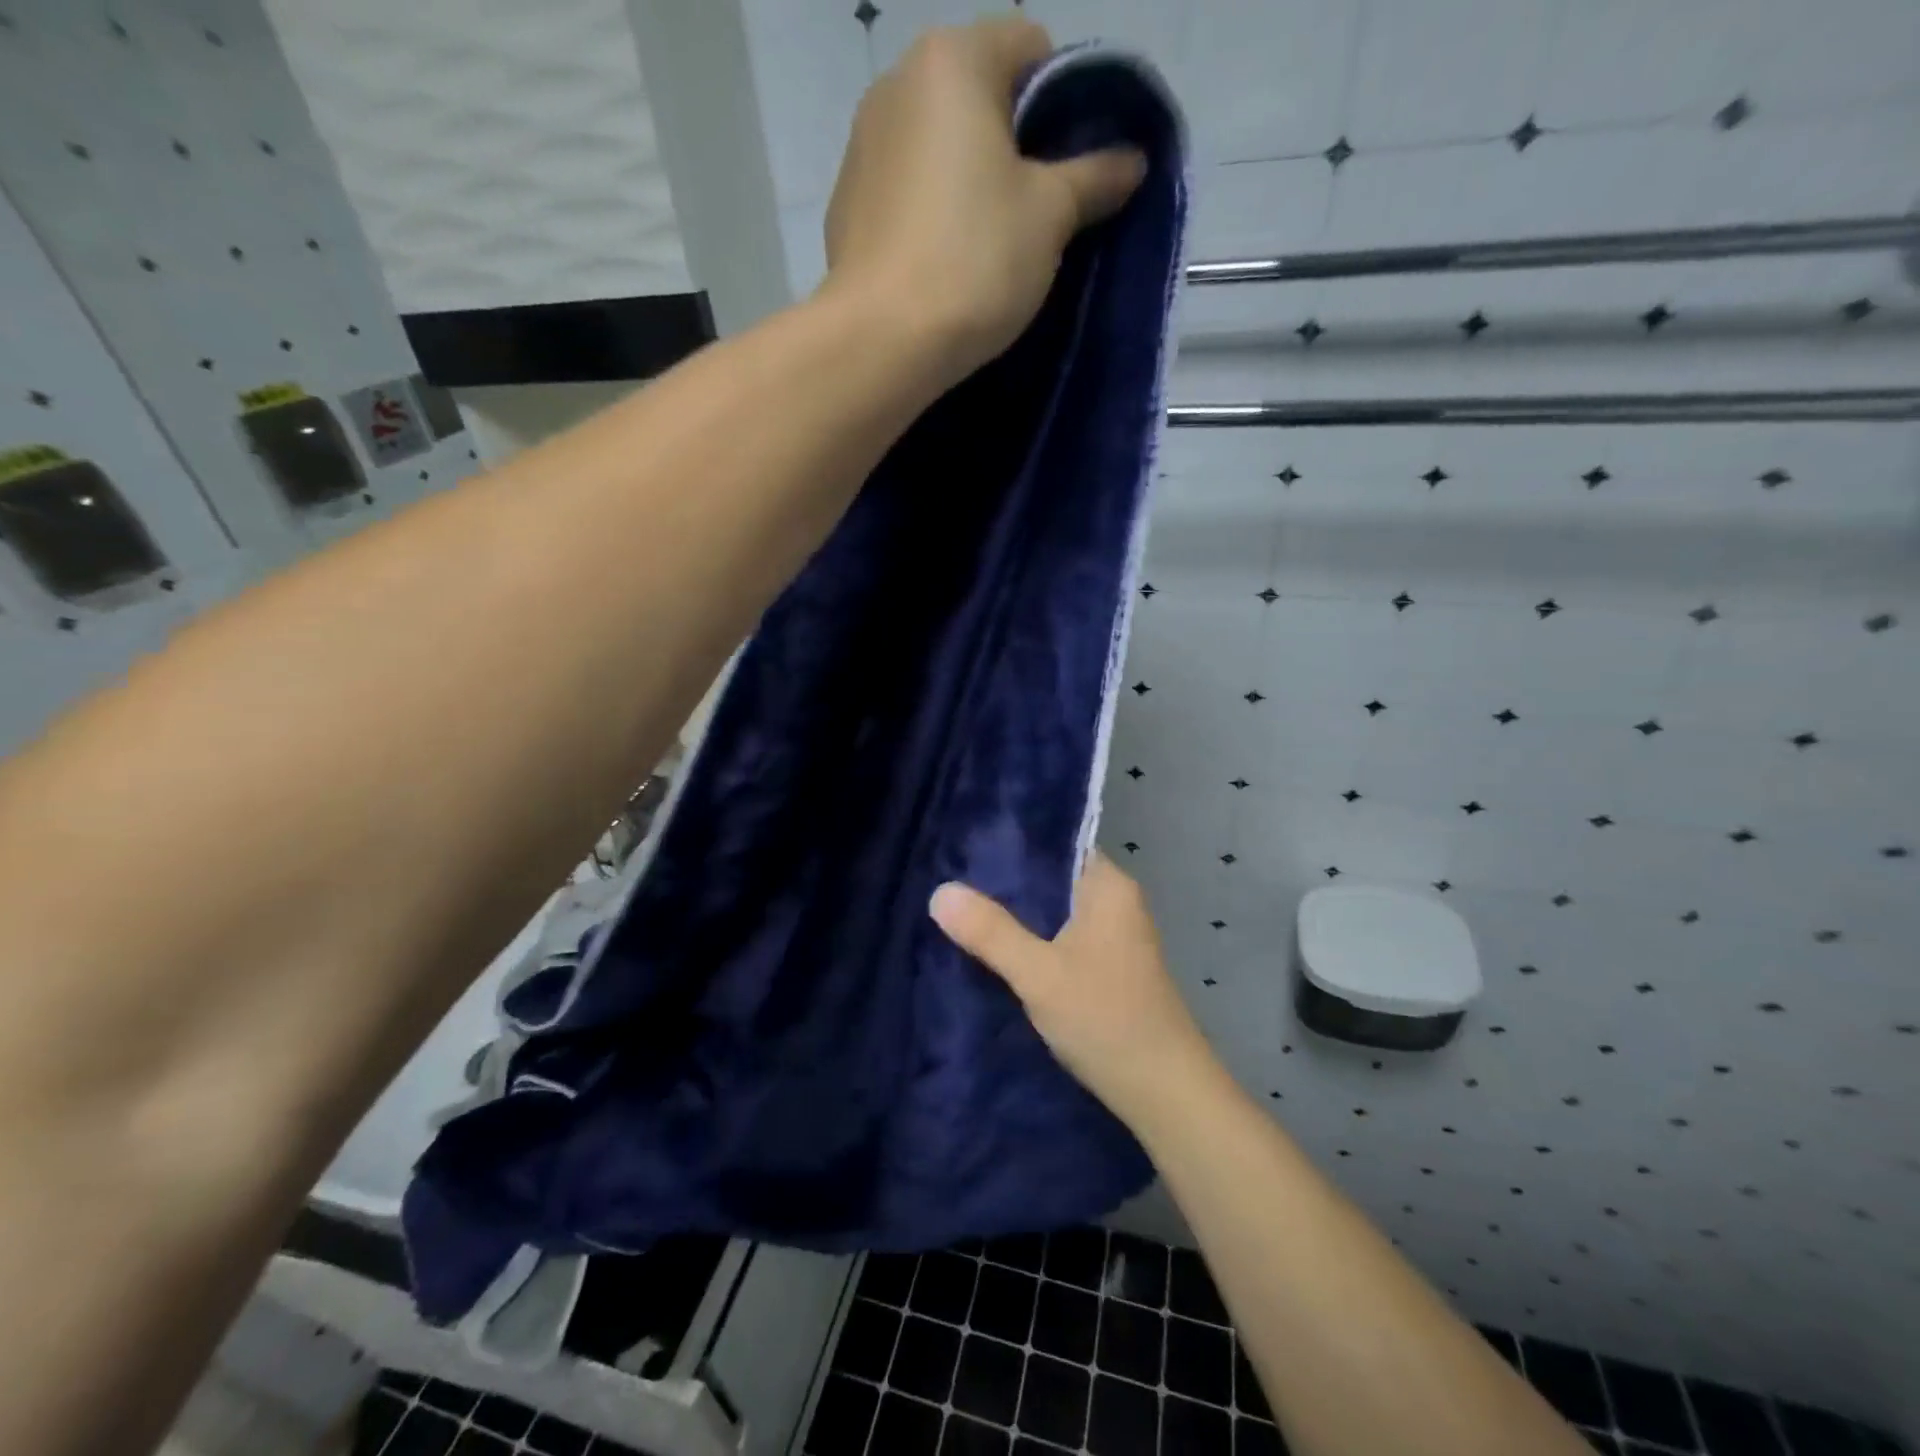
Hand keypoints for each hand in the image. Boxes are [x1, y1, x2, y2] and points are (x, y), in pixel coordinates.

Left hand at [821, 17, 1146, 388]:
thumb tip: (1133, 159)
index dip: (1066, 103)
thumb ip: (1094, 177)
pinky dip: (932, 215)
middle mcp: (896, 83)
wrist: (881, 343)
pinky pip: (907, 193)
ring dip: (972, 184)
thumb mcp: (1050, 216)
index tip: (1075, 168)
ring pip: (941, 151)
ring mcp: (862, 146)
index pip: (1031, 47)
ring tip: (989, 247)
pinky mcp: (846, 206)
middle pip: (980, 99)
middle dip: (1017, 148)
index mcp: (952, 60)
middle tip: (1039, 214)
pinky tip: (943, 264)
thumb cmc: (974, 261)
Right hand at [930, 852, 1214, 1128]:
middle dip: (1005, 882)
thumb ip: (990, 932)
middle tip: (951, 877)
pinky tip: (995, 946)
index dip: (1010, 842)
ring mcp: (1113, 935)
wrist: (1164, 1092)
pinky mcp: (1107, 966)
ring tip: (962, 907)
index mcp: (1108, 886)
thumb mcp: (1039, 973)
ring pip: (1054, 910)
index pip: (1055, 843)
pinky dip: (1031, 938)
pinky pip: (1060, 936)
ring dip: (1016, 913)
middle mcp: (1115, 901)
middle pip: (1051, 877)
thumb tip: (940, 891)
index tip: (964, 844)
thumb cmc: (1106, 1019)